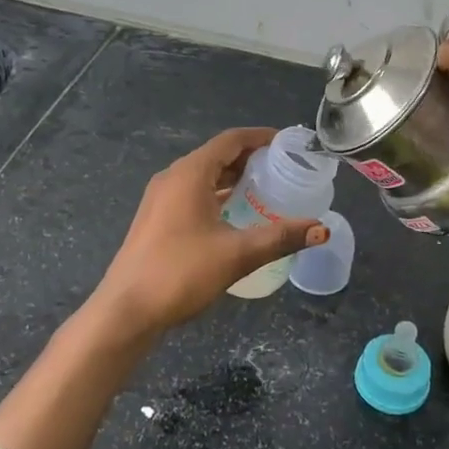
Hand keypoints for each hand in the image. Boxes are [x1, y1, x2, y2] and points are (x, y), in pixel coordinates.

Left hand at [90, 128, 328, 335]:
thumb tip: (322, 229)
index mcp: (190, 174)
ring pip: (204, 175)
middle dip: (250, 158)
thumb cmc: (180, 272)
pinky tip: (235, 214)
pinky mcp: (156, 218)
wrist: (126, 310)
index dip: (261, 137)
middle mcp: (173, 178)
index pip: (231, 140)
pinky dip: (218, 193)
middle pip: (217, 155)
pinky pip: (193, 193)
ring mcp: (160, 198)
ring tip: (266, 189)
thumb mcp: (237, 254)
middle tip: (284, 169)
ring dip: (233, 177)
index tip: (289, 144)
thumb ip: (281, 237)